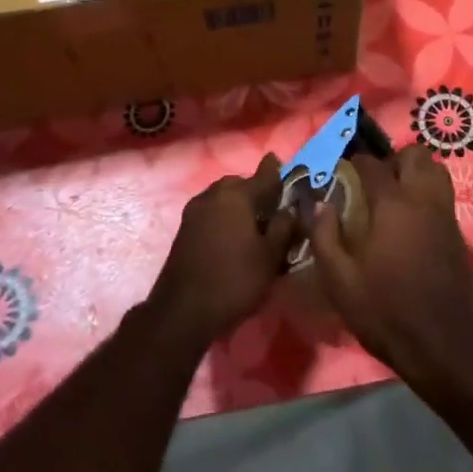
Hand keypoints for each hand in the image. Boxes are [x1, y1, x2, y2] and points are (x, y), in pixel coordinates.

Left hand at [148, 154, 295, 350]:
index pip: (263, 176)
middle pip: (239, 184)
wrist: (182, 311)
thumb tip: (290, 208)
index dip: (275, 170)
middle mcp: (213, 195)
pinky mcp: (184, 229)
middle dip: (255, 189)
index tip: (280, 160)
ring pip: (222, 197)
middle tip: (272, 205)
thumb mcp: (270, 256)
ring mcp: (194, 212)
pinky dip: (224, 216)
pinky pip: (211, 212)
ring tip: (253, 222)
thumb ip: (284, 227)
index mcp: (236, 196)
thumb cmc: (234, 280)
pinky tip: (233, 235)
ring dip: (237, 203)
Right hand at [310, 143, 472, 390]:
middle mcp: (423, 200)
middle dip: (393, 159)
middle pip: (415, 155)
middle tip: (373, 181)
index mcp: (392, 205)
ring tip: (395, 194)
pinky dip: (428, 192)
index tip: (341, 171)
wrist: (444, 345)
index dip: (355, 162)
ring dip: (416, 172)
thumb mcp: (340, 281)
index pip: (372, 165)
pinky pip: (444, 194)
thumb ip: (325, 237)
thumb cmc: (386, 312)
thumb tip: (319, 204)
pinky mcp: (458, 232)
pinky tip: (411, 219)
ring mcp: (445, 214)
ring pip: (436, 170)